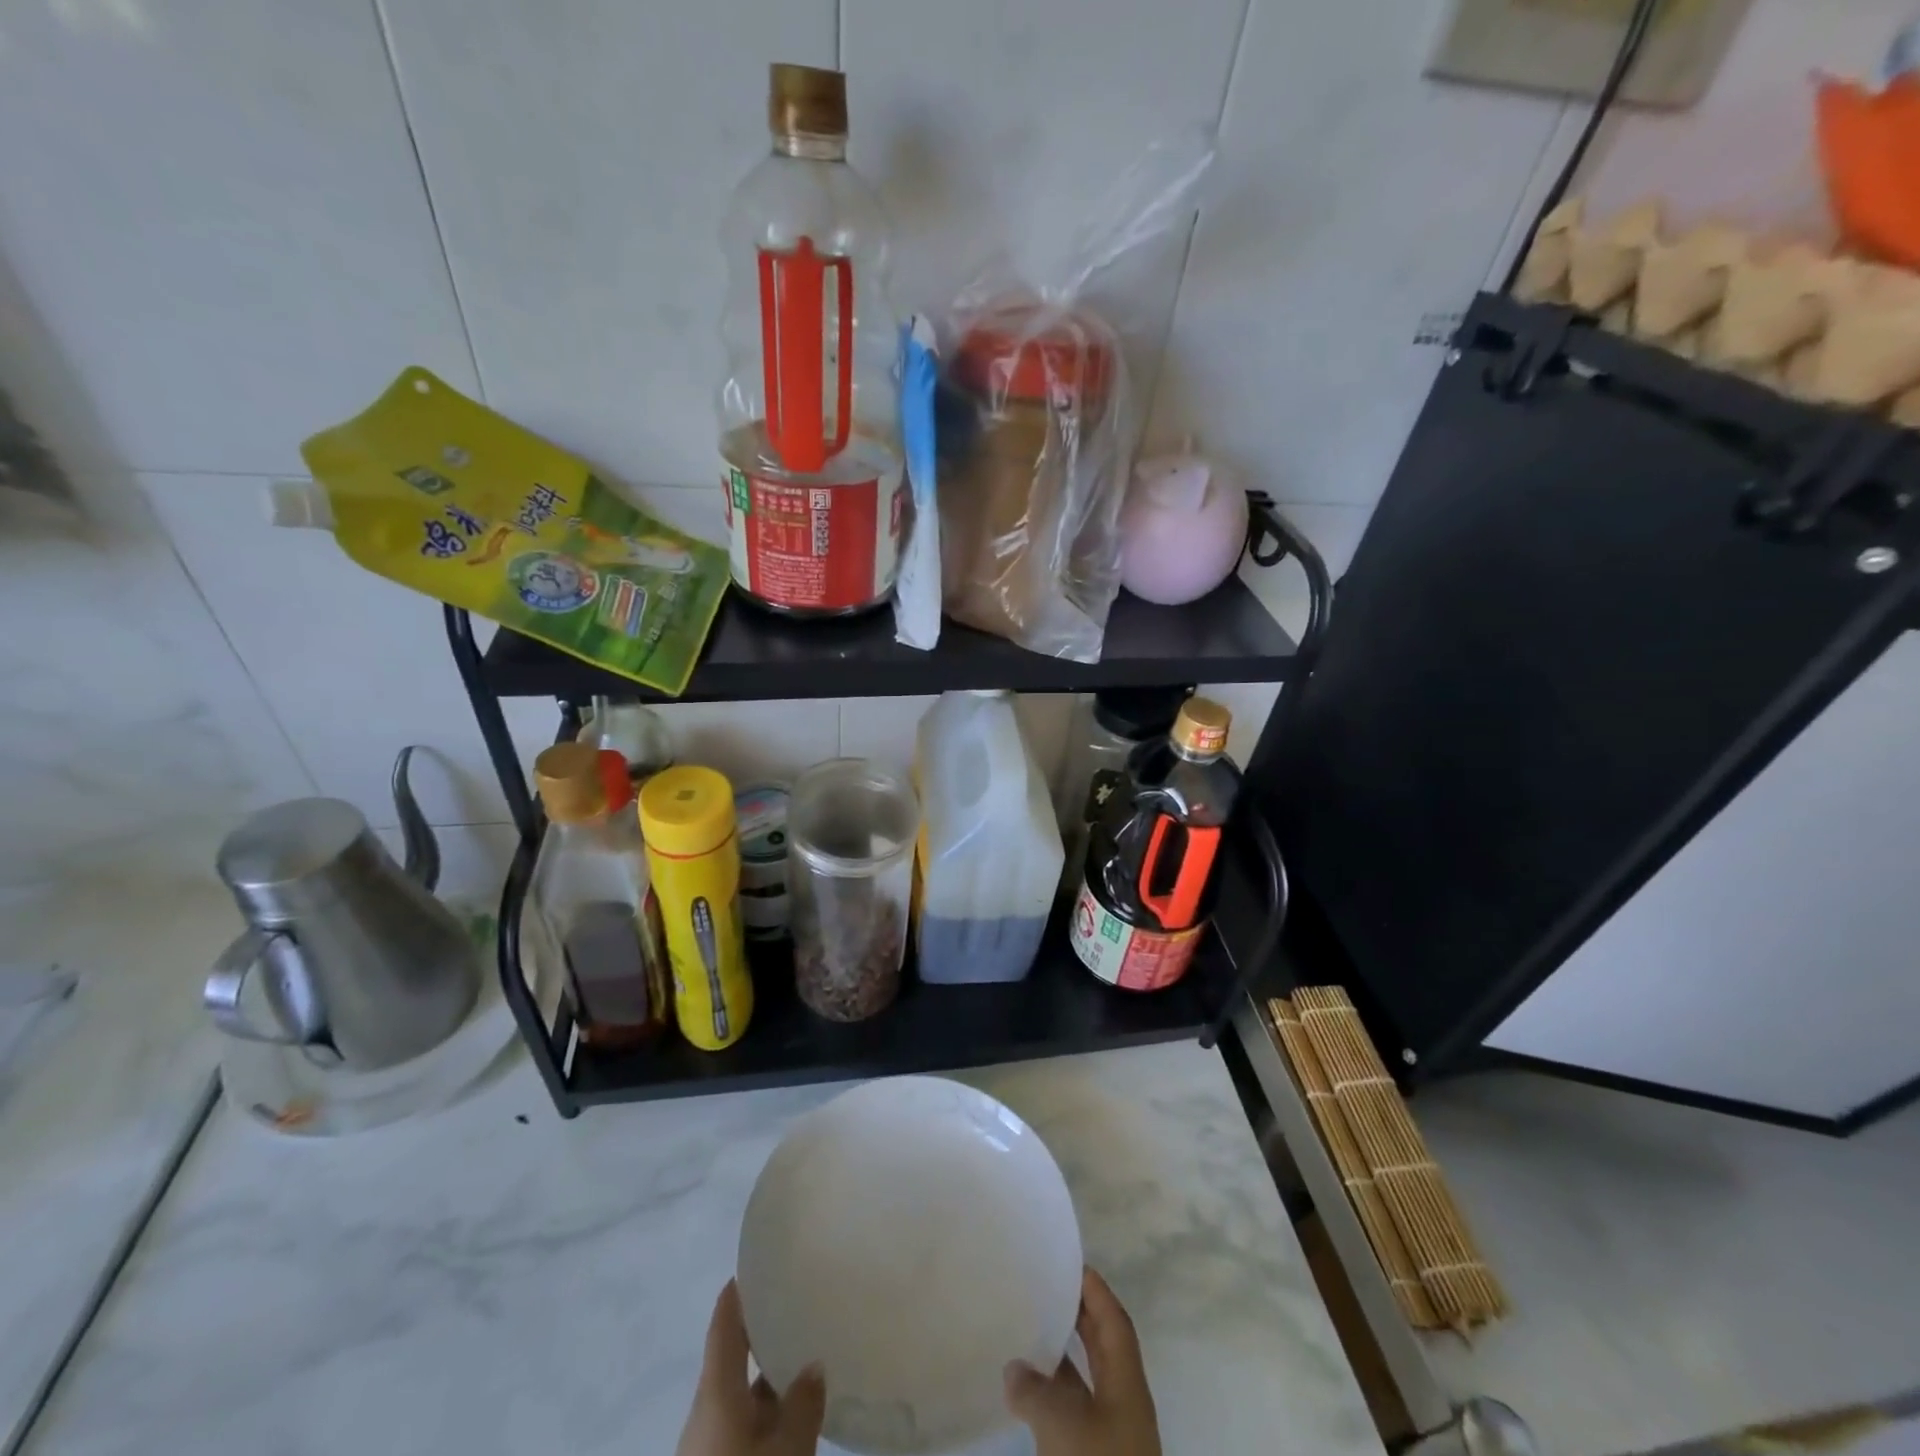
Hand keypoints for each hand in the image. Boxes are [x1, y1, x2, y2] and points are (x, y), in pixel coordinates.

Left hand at [675, 1281, 826, 1455]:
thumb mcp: (787, 1447)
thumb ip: (803, 1403)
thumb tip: (814, 1365)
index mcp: (714, 1391)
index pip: (723, 1326)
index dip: (737, 1293)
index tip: (759, 1262)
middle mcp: (705, 1410)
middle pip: (732, 1358)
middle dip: (762, 1331)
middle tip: (797, 1302)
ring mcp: (707, 1442)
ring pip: (740, 1395)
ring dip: (767, 1375)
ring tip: (806, 1354)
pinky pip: (741, 1424)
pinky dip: (765, 1408)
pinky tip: (793, 1410)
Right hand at [1005, 1267, 1160, 1455]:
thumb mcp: (1061, 1424)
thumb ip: (1035, 1389)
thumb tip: (1014, 1368)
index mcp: (1127, 1383)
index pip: (1113, 1320)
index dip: (1094, 1288)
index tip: (1067, 1261)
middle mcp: (1123, 1404)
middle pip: (1102, 1347)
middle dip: (1076, 1316)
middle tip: (1043, 1286)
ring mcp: (1109, 1438)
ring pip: (1085, 1382)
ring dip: (1060, 1358)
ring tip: (1025, 1332)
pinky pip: (1072, 1416)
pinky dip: (1051, 1398)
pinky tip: (1023, 1394)